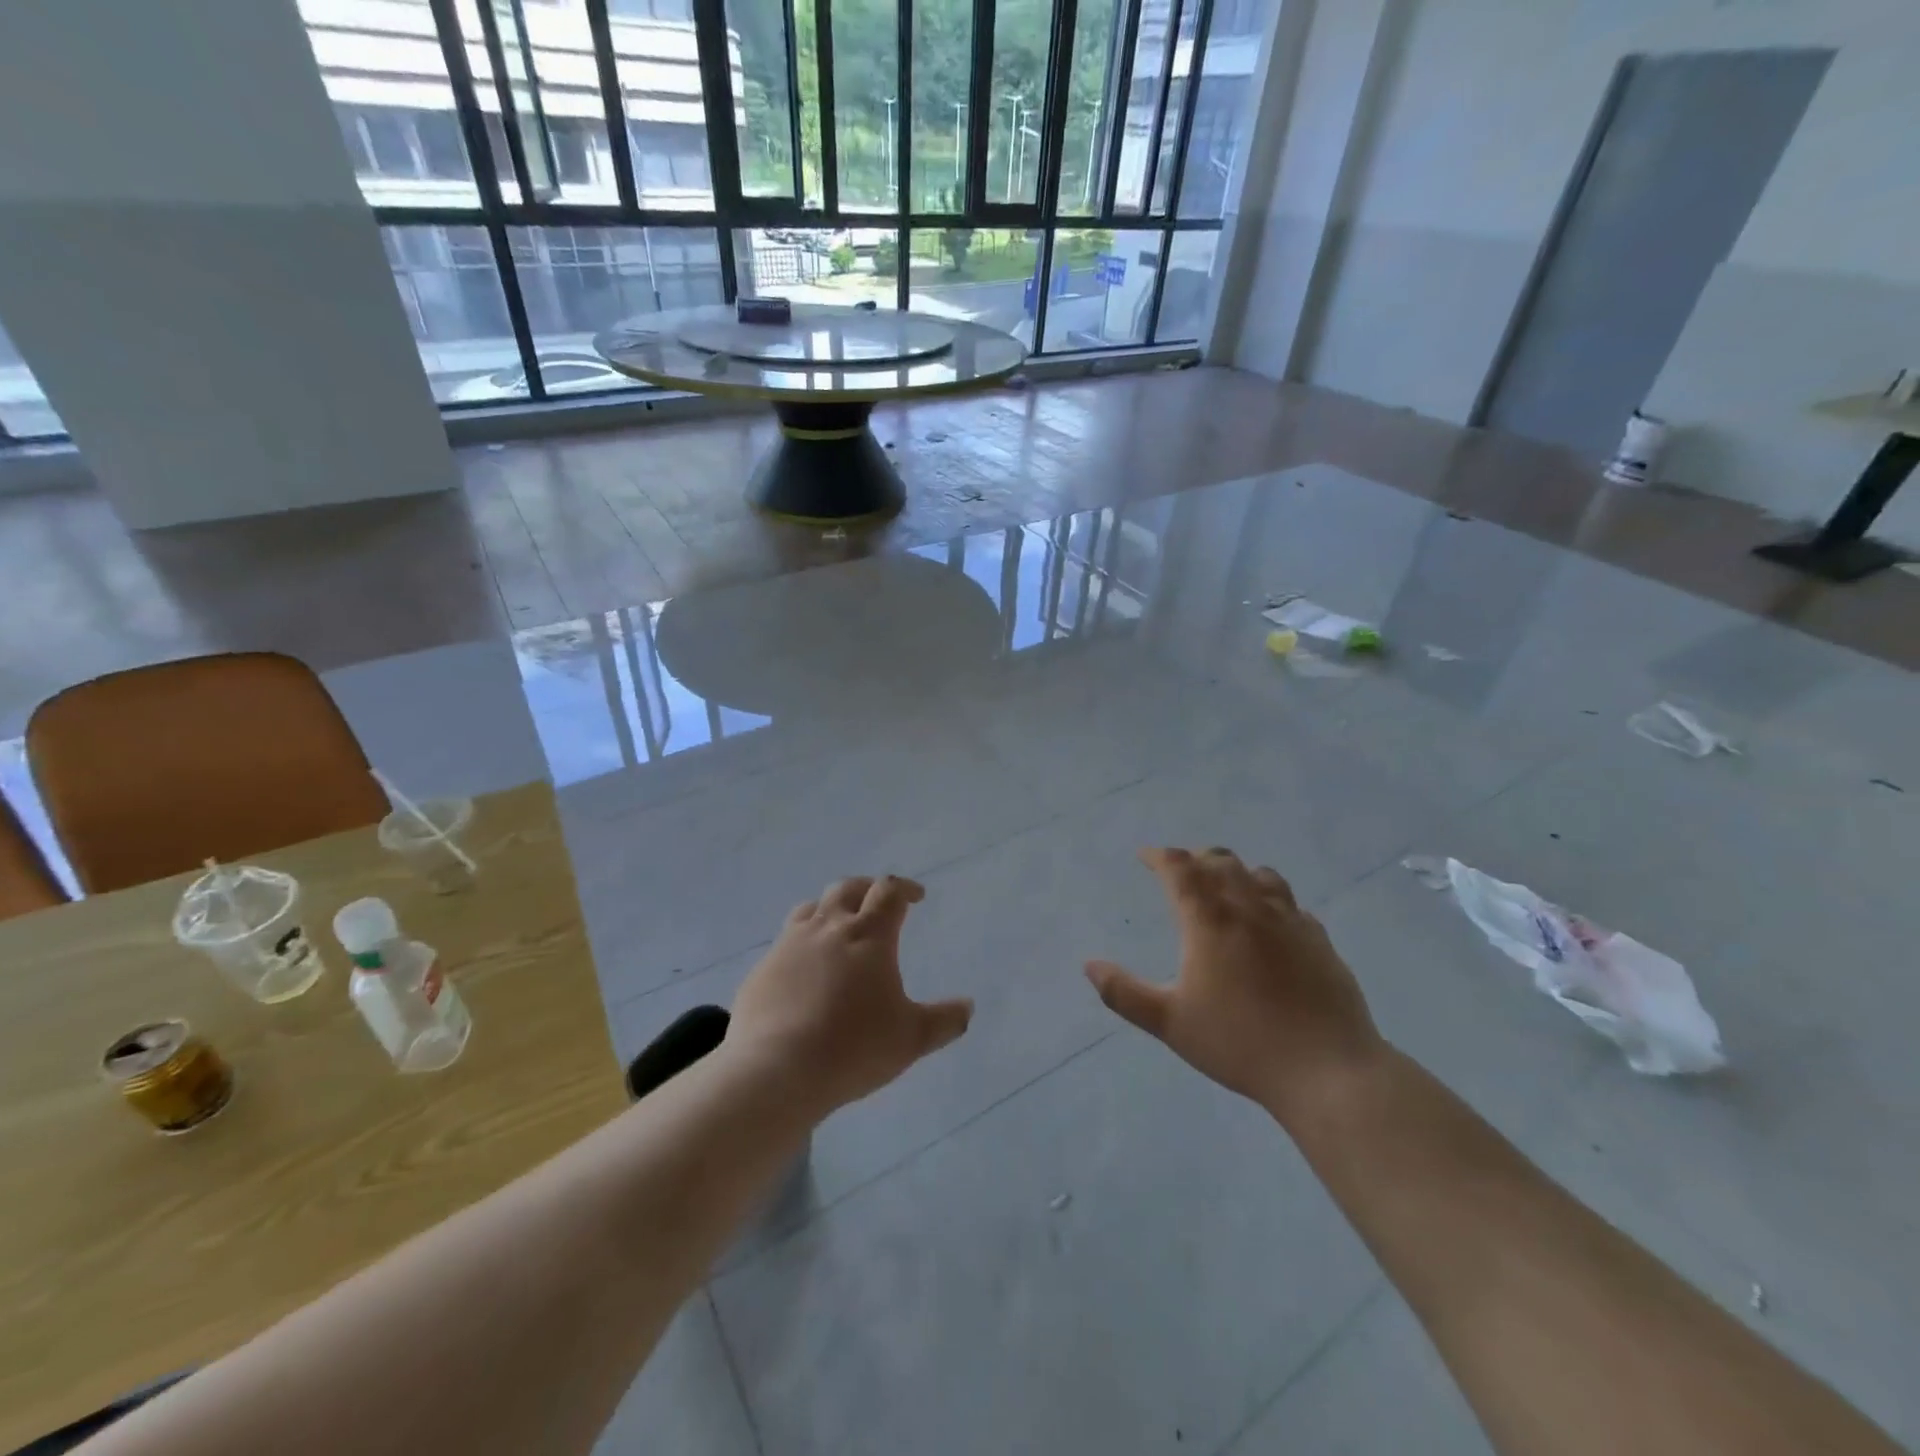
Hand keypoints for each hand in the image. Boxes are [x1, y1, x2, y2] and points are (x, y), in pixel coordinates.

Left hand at [727, 875, 972, 1117]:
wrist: (777, 1070)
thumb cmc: (854, 1048)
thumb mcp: (911, 1039)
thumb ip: (944, 1021)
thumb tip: (967, 1007)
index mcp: (868, 935)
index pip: (889, 892)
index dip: (905, 889)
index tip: (916, 897)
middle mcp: (828, 927)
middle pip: (847, 888)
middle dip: (867, 889)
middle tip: (878, 902)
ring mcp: (789, 945)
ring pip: (810, 907)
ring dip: (829, 909)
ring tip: (838, 926)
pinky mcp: (762, 969)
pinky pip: (784, 942)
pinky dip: (801, 944)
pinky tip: (804, 970)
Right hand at [1085, 848, 1385, 1124]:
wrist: (1327, 1070)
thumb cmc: (1239, 1043)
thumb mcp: (1170, 1023)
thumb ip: (1124, 993)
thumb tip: (1088, 965)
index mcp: (1209, 920)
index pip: (1180, 868)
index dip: (1159, 856)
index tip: (1145, 857)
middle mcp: (1249, 908)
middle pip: (1220, 862)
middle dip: (1195, 859)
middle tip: (1181, 870)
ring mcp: (1290, 921)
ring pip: (1260, 875)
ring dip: (1236, 872)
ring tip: (1225, 886)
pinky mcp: (1320, 941)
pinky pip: (1292, 905)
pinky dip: (1271, 900)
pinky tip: (1271, 922)